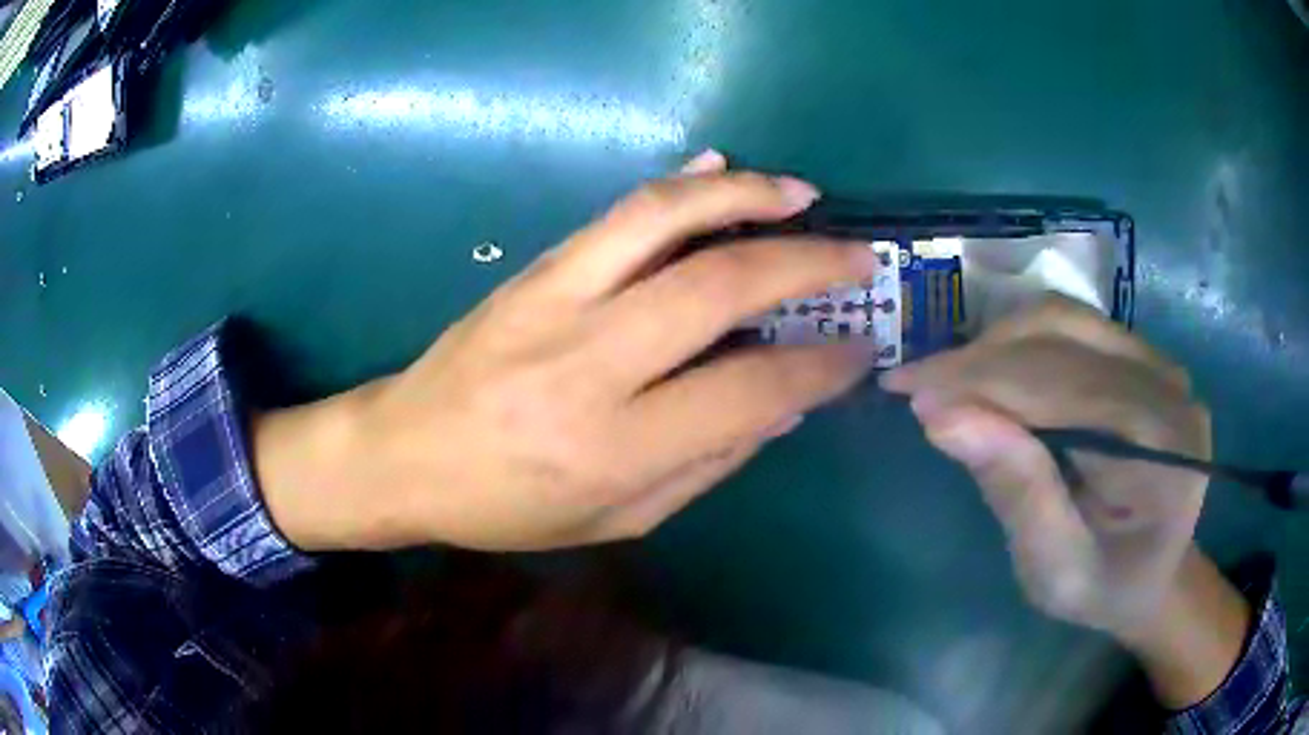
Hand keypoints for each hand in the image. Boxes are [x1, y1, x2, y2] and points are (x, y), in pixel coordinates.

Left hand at [258, 151, 877, 552]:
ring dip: (746, 196)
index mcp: (612, 446)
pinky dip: (683, 185)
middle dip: (807, 264)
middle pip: (718, 286)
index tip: (859, 349)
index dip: (817, 367)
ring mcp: (555, 298)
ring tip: (802, 195)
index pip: (746, 391)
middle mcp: (587, 361)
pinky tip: (723, 170)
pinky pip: (618, 213)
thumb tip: (784, 406)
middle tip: (859, 258)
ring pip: (665, 219)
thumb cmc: (508, 506)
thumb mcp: (617, 518)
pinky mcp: (534, 269)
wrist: (403, 453)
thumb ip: (707, 462)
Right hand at [881, 296, 1212, 640]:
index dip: (981, 380)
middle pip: (1063, 338)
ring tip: (949, 380)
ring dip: (997, 342)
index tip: (905, 388)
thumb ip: (1018, 495)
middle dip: (980, 358)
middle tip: (915, 384)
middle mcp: (1167, 385)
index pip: (1063, 387)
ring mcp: (1157, 361)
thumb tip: (944, 417)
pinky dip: (1021, 342)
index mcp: (1162, 445)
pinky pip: (1073, 326)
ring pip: (1063, 319)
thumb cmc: (1106, 589)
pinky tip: (992, 373)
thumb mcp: (1056, 572)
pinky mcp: (1141, 355)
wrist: (1155, 573)